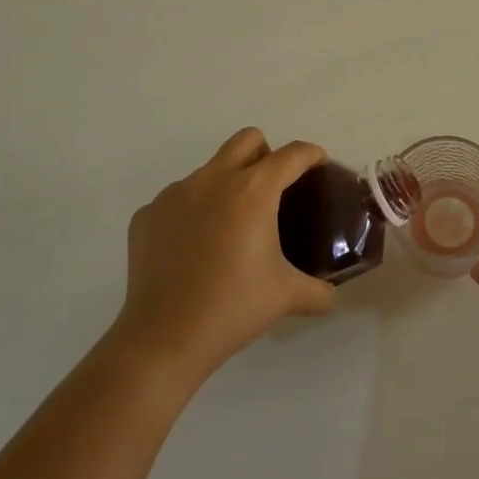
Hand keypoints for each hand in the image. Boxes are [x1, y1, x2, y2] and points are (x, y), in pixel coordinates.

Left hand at [114, 128, 335, 392]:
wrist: (163, 339)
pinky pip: (179, 199)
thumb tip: (331, 293)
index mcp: (253, 191)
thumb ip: (319, 290)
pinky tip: (196, 248)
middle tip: (275, 189)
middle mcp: (213, 180)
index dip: (311, 155)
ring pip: (210, 169)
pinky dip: (194, 212)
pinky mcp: (147, 215)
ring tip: (232, 227)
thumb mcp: (288, 297)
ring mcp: (174, 194)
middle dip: (267, 154)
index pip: (291, 155)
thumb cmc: (233, 308)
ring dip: (228, 184)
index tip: (319, 164)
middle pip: (247, 140)